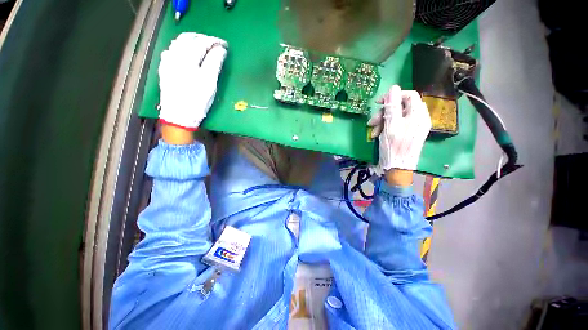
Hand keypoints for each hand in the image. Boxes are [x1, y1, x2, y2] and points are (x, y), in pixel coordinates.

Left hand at [158, 32, 227, 130]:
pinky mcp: (164, 69)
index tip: (224, 45)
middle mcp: (175, 56)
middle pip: (188, 38)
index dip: (215, 42)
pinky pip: (171, 51)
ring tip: (201, 45)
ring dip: (191, 40)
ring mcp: (168, 62)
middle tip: (214, 44)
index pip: (202, 42)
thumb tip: (221, 50)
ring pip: (178, 43)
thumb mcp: (210, 83)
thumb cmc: (197, 101)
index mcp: (188, 59)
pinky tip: (185, 53)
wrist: (179, 116)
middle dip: (202, 38)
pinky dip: (180, 48)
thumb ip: (215, 63)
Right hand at [368, 85, 431, 178]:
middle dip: (384, 113)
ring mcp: (413, 127)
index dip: (393, 96)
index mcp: (418, 115)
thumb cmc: (394, 147)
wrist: (398, 168)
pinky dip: (385, 128)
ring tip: (373, 131)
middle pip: (400, 106)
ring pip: (396, 116)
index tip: (378, 103)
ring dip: (382, 121)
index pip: (409, 95)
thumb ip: (392, 106)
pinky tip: (377, 135)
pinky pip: (395, 124)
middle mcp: (418, 118)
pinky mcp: (407, 133)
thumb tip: (393, 88)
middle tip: (372, 122)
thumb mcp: (391, 125)